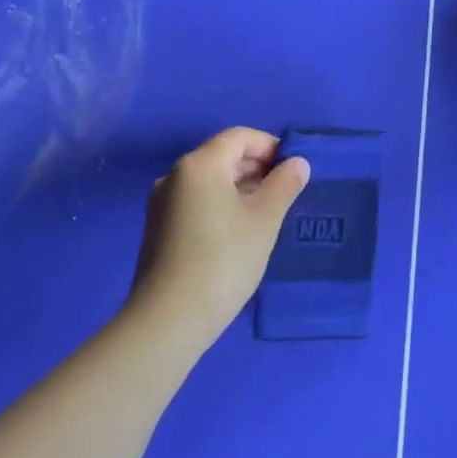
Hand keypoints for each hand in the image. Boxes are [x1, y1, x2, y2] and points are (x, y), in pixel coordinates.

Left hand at [128, 128, 311, 347]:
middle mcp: (175, 174)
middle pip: (222, 156)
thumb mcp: (264, 221)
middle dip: (256, 168)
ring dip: (240, 188)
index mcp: (200, 163)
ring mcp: (162, 202)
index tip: (293, 170)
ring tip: (266, 215)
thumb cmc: (223, 260)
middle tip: (285, 193)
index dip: (269, 146)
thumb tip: (297, 163)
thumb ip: (284, 185)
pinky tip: (238, 233)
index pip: (239, 137)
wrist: (168, 320)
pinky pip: (196, 202)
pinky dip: (220, 205)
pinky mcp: (158, 228)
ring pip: (209, 181)